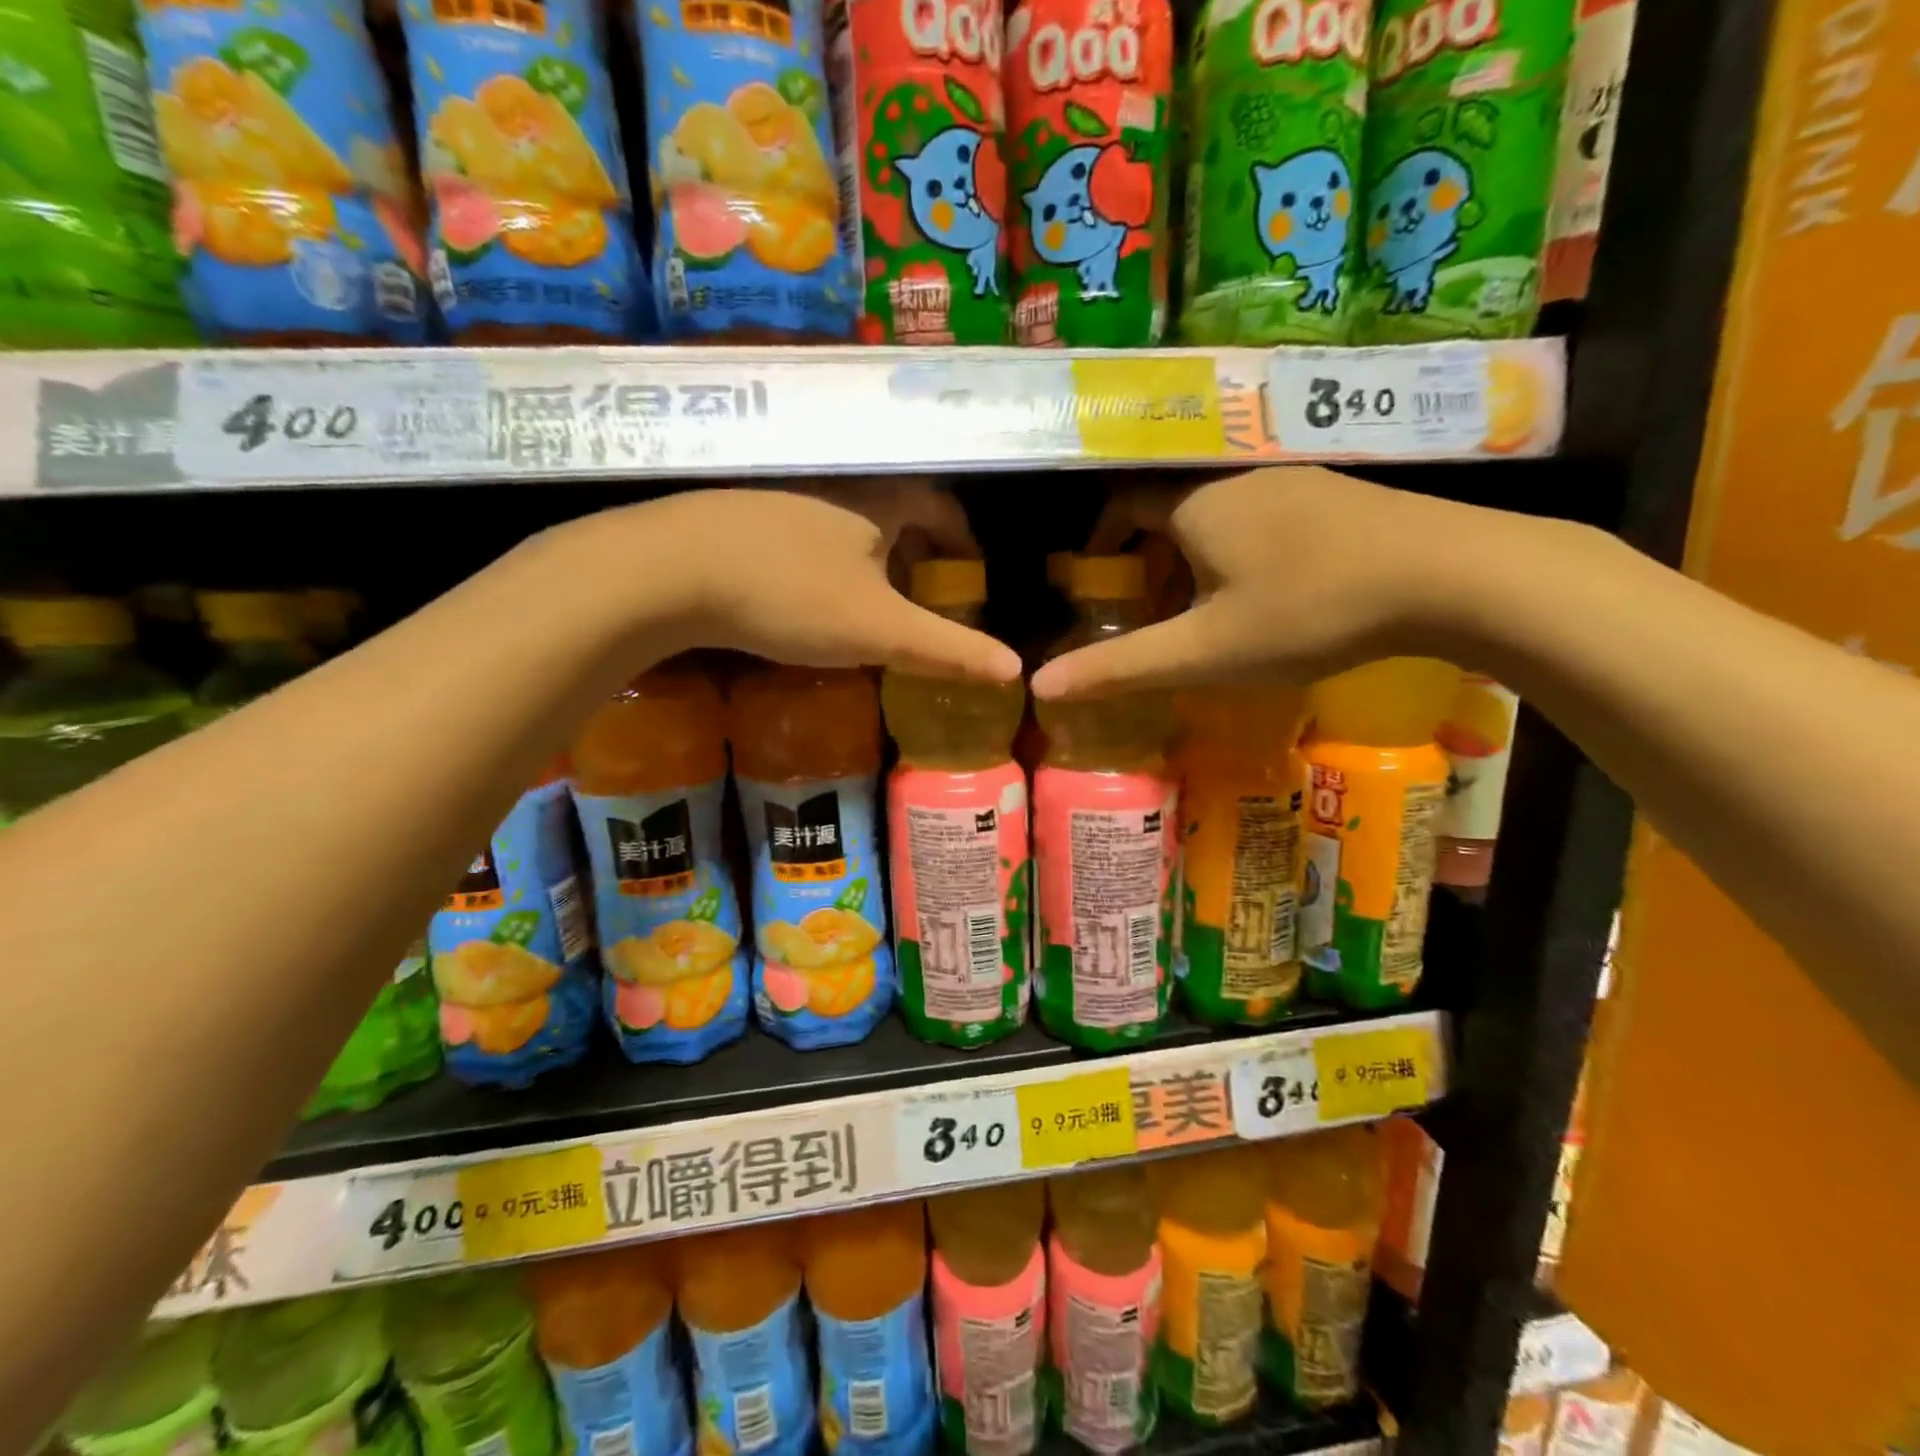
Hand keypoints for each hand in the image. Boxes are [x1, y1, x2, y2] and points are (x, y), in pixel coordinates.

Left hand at [535, 481, 1019, 680]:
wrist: (668, 571)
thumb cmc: (790, 595)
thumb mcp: (878, 630)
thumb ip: (947, 649)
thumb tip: (1016, 669)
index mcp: (878, 502)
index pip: (939, 506)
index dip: (962, 537)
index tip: (972, 572)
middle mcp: (834, 485)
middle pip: (894, 511)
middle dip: (918, 550)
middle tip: (926, 594)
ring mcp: (781, 495)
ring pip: (844, 522)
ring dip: (867, 555)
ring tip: (870, 600)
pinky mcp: (738, 515)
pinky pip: (801, 533)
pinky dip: (822, 560)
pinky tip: (805, 593)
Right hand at [1033, 467, 1510, 698]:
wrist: (1450, 575)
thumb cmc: (1308, 610)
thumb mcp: (1205, 650)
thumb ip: (1120, 666)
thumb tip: (1040, 685)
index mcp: (1194, 503)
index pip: (1122, 502)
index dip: (1101, 539)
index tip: (1097, 581)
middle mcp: (1237, 477)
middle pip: (1170, 507)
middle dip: (1149, 556)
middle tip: (1149, 610)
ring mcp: (1293, 479)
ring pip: (1219, 511)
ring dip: (1197, 553)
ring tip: (1206, 609)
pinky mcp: (1337, 493)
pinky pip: (1264, 514)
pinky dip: (1242, 547)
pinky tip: (1271, 591)